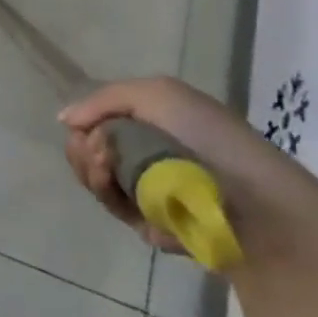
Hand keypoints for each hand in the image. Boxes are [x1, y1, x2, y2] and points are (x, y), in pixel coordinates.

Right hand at [58, 76, 279, 252]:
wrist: (252, 201)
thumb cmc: (208, 137)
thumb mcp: (157, 94)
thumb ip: (104, 99)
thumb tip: (65, 120)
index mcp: (152, 123)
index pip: (98, 121)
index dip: (85, 124)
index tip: (86, 128)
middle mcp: (145, 154)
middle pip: (88, 150)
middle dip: (82, 148)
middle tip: (95, 149)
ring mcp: (145, 190)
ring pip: (93, 178)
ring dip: (89, 169)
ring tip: (103, 165)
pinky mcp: (147, 223)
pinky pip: (111, 205)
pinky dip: (105, 192)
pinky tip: (113, 185)